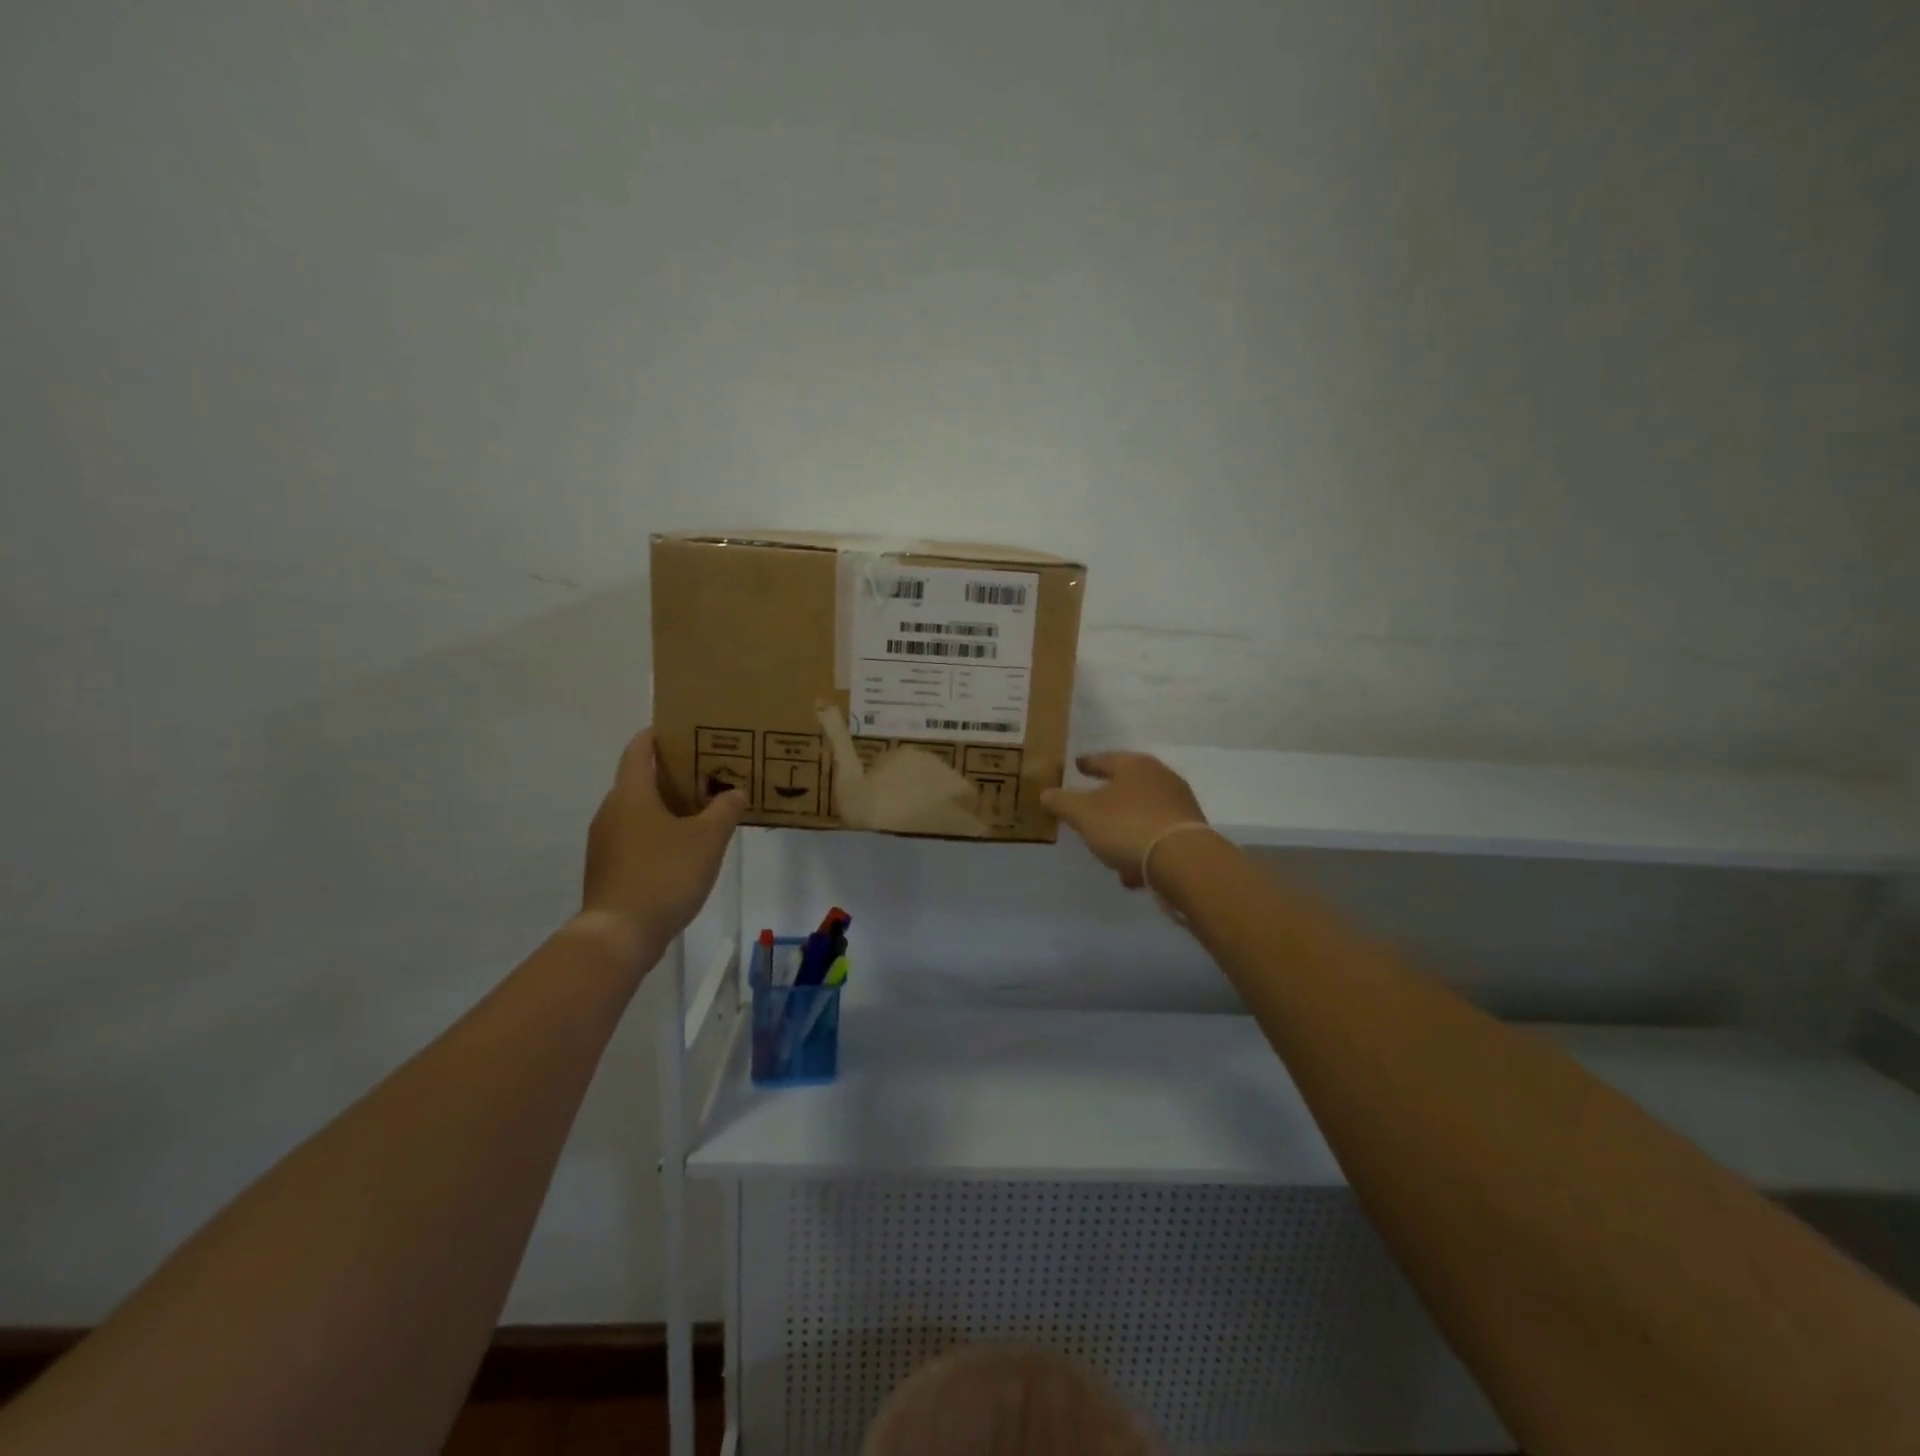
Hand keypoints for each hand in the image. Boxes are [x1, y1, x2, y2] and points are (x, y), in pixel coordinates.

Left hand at [581, 728, 745, 956]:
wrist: (619, 933)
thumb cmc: (664, 874)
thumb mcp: (707, 839)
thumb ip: (724, 810)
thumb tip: (735, 791)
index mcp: (631, 794)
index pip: (638, 749)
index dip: (657, 735)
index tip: (683, 729)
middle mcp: (611, 811)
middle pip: (639, 780)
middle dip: (672, 774)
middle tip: (708, 771)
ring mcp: (605, 842)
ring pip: (638, 811)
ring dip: (667, 806)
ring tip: (703, 809)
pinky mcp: (608, 868)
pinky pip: (635, 837)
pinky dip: (658, 832)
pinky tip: (686, 847)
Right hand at [1041, 752, 1208, 888]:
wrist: (1183, 861)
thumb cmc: (1128, 825)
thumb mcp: (1084, 814)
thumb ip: (1062, 802)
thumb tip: (1046, 793)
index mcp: (1136, 766)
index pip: (1105, 759)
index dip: (1088, 763)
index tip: (1077, 764)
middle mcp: (1162, 779)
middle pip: (1128, 785)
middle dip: (1108, 797)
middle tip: (1090, 803)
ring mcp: (1179, 807)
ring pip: (1142, 814)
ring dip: (1124, 829)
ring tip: (1107, 846)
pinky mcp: (1189, 835)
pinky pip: (1155, 838)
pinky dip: (1140, 850)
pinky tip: (1130, 871)